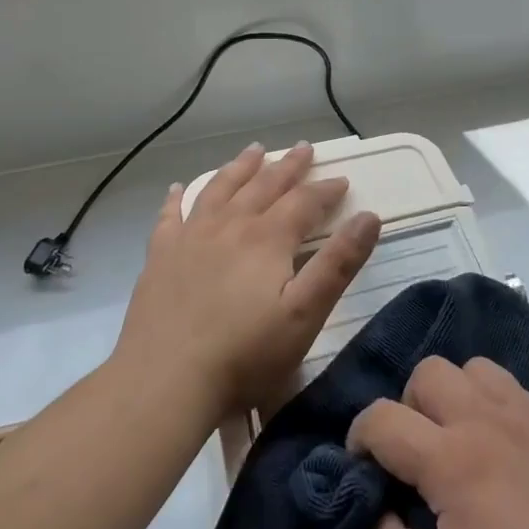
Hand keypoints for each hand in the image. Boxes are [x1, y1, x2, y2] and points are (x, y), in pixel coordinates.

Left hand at [115, 143, 380, 422]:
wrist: (165, 380)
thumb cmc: (245, 353)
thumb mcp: (305, 313)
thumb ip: (338, 263)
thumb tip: (369, 216)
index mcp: (268, 238)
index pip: (304, 202)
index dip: (325, 190)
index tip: (342, 180)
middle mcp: (230, 225)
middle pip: (264, 185)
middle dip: (288, 166)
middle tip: (304, 147)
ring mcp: (190, 237)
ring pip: (219, 189)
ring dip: (240, 167)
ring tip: (254, 150)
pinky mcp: (160, 256)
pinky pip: (170, 216)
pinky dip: (176, 198)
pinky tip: (177, 189)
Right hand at [349, 356, 528, 528]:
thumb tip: (372, 515)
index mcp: (455, 462)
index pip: (383, 419)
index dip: (359, 439)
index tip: (362, 469)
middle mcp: (488, 420)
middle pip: (426, 373)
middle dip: (405, 408)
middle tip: (415, 461)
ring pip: (469, 367)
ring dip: (450, 396)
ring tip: (457, 446)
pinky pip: (508, 384)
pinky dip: (487, 399)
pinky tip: (499, 448)